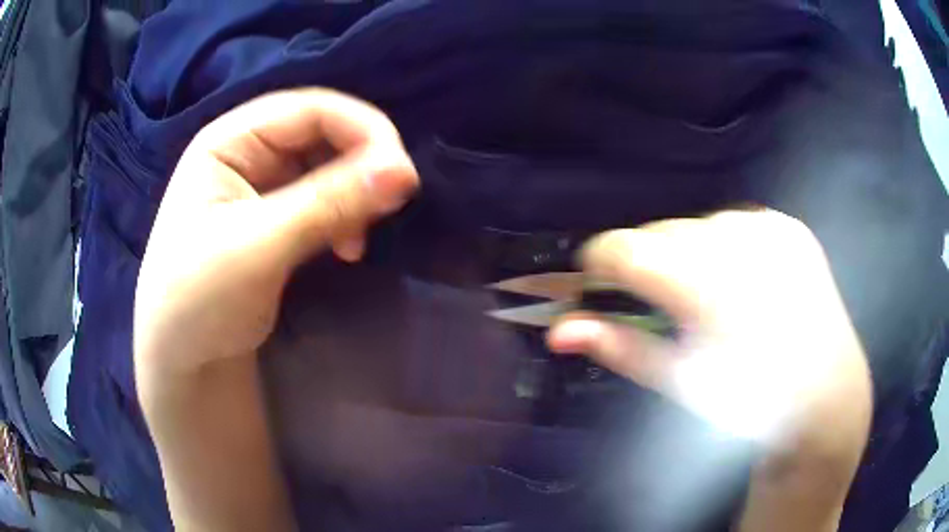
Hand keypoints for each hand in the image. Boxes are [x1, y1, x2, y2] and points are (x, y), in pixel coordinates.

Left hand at [134, 88, 418, 370]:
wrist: (183, 360)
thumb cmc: (198, 300)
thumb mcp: (259, 247)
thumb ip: (330, 204)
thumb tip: (404, 172)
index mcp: (229, 141)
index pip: (310, 109)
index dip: (362, 130)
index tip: (401, 174)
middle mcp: (247, 152)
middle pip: (323, 133)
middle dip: (362, 166)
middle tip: (387, 208)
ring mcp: (261, 185)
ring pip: (328, 167)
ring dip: (356, 196)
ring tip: (356, 241)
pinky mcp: (275, 218)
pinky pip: (324, 200)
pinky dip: (345, 218)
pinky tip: (347, 248)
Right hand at [547, 211, 871, 487]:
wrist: (824, 393)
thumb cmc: (750, 404)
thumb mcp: (683, 382)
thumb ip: (621, 349)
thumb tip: (558, 332)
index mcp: (712, 292)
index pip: (628, 250)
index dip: (601, 263)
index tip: (595, 281)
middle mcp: (741, 246)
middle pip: (660, 233)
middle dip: (648, 265)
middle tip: (661, 306)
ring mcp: (770, 229)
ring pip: (694, 226)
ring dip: (687, 257)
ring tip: (706, 297)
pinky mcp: (788, 226)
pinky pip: (734, 223)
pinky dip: (723, 249)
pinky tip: (740, 282)